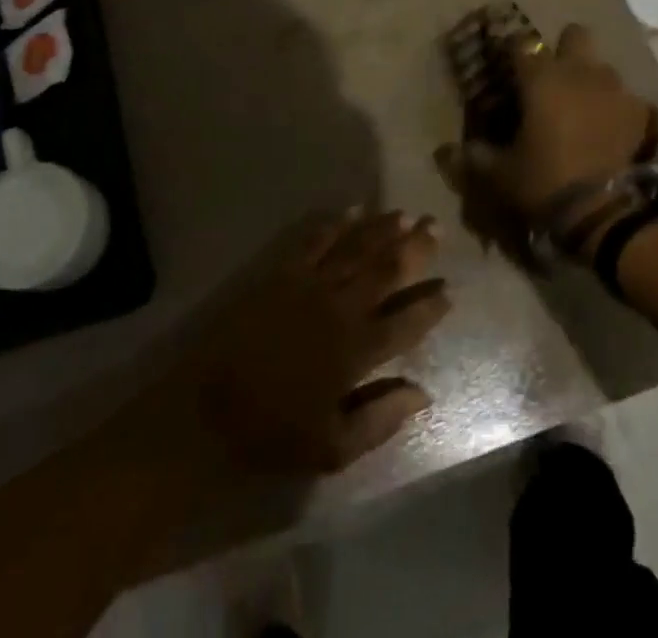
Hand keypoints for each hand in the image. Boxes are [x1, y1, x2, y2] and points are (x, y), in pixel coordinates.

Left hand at [181, 210, 450, 473]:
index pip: (405, 322)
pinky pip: (315, 239)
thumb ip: (381, 417)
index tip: (449, 289)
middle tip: (436, 226)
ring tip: (406, 215)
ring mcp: (309, 284)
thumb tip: (423, 392)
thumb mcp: (334, 447)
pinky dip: (336, 224)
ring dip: (382, 230)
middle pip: (385, 271)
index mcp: (356, 351)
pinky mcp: (281, 272)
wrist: (208, 409)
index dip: (429, 305)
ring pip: (355, 248)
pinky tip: (352, 211)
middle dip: (415, 249)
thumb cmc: (273, 433)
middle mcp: (339, 308)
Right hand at [438, 23, 657, 260]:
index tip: (507, 66)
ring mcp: (615, 89)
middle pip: (574, 35)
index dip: (512, 51)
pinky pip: (627, 100)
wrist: (610, 211)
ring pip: (602, 67)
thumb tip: (448, 151)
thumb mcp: (501, 175)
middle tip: (553, 78)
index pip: (520, 43)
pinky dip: (617, 110)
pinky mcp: (643, 112)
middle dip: (564, 49)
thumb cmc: (547, 182)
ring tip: (583, 110)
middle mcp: (579, 71)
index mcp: (541, 78)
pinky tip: (611, 133)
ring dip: (591, 81)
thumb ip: (475, 157)